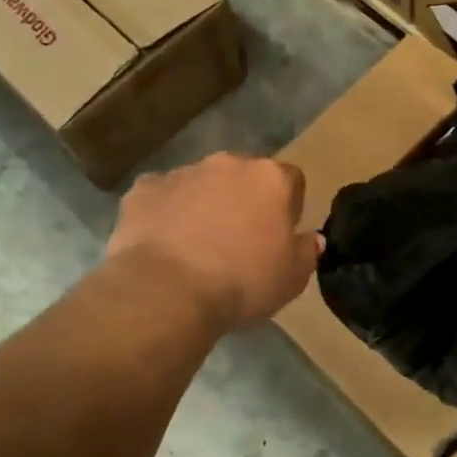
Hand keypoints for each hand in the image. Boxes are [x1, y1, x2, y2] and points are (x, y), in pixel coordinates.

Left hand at [107, 154, 321, 331]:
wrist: (168, 291)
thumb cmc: (243, 283)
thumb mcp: (292, 278)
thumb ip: (306, 252)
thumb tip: (311, 238)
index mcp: (270, 179)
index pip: (291, 180)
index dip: (288, 207)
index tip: (280, 235)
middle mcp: (228, 164)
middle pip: (244, 176)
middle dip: (244, 199)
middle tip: (240, 239)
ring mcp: (183, 173)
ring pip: (201, 183)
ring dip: (205, 204)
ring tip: (198, 245)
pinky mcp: (144, 189)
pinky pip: (161, 196)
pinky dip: (165, 212)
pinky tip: (164, 243)